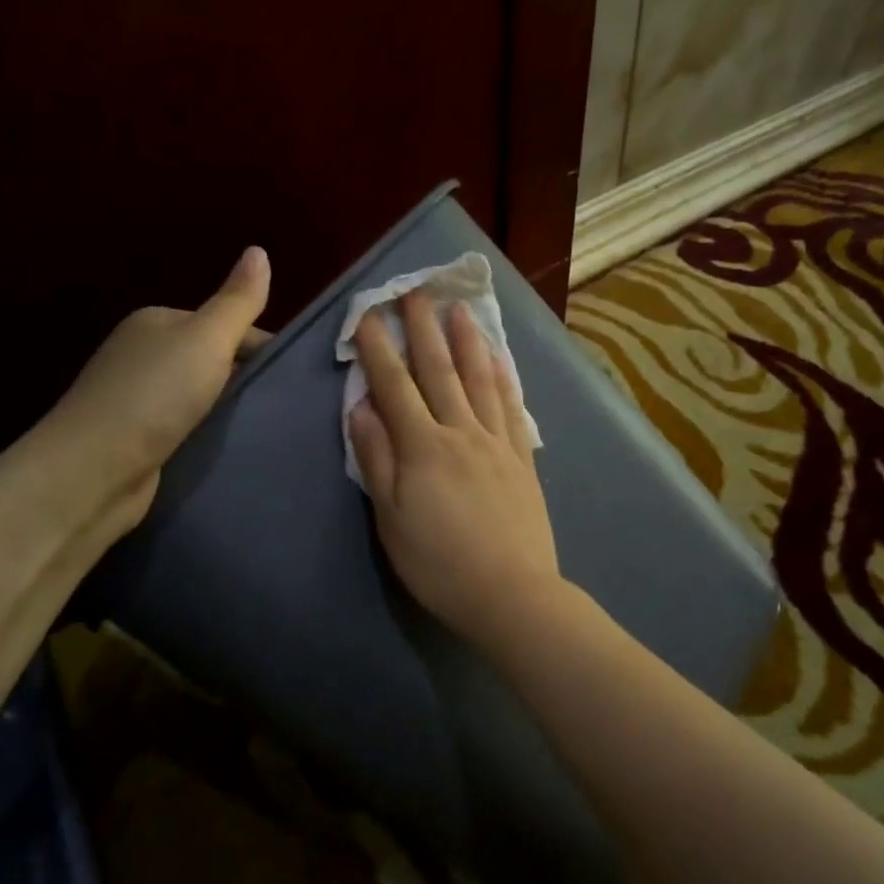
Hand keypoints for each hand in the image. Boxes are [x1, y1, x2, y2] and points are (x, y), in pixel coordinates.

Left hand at [43, 245, 270, 520]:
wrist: (93, 471)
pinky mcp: (141, 438)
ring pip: (205, 397)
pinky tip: (235, 447)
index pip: (227, 325)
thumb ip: (238, 301)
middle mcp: (146, 354)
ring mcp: (140, 398)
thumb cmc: (154, 396)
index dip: (264, 347)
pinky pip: (191, 427)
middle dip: (250, 381)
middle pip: (217, 361)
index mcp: (159, 322)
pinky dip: (212, 434)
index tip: (297, 377)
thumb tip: (259, 250)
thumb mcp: (206, 339)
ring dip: (232, 411)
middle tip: (289, 405)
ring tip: (271, 428)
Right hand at [348, 289, 564, 645]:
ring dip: (467, 341)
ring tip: (459, 309)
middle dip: (422, 328)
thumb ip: (376, 459)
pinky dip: (505, 378)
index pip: (395, 386)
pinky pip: (512, 407)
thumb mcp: (391, 519)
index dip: (378, 348)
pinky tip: (501, 359)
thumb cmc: (439, 563)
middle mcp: (461, 432)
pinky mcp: (522, 458)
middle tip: (415, 290)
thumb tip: (361, 409)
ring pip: (480, 379)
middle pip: (439, 370)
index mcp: (423, 447)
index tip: (367, 314)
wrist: (510, 593)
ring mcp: (497, 442)